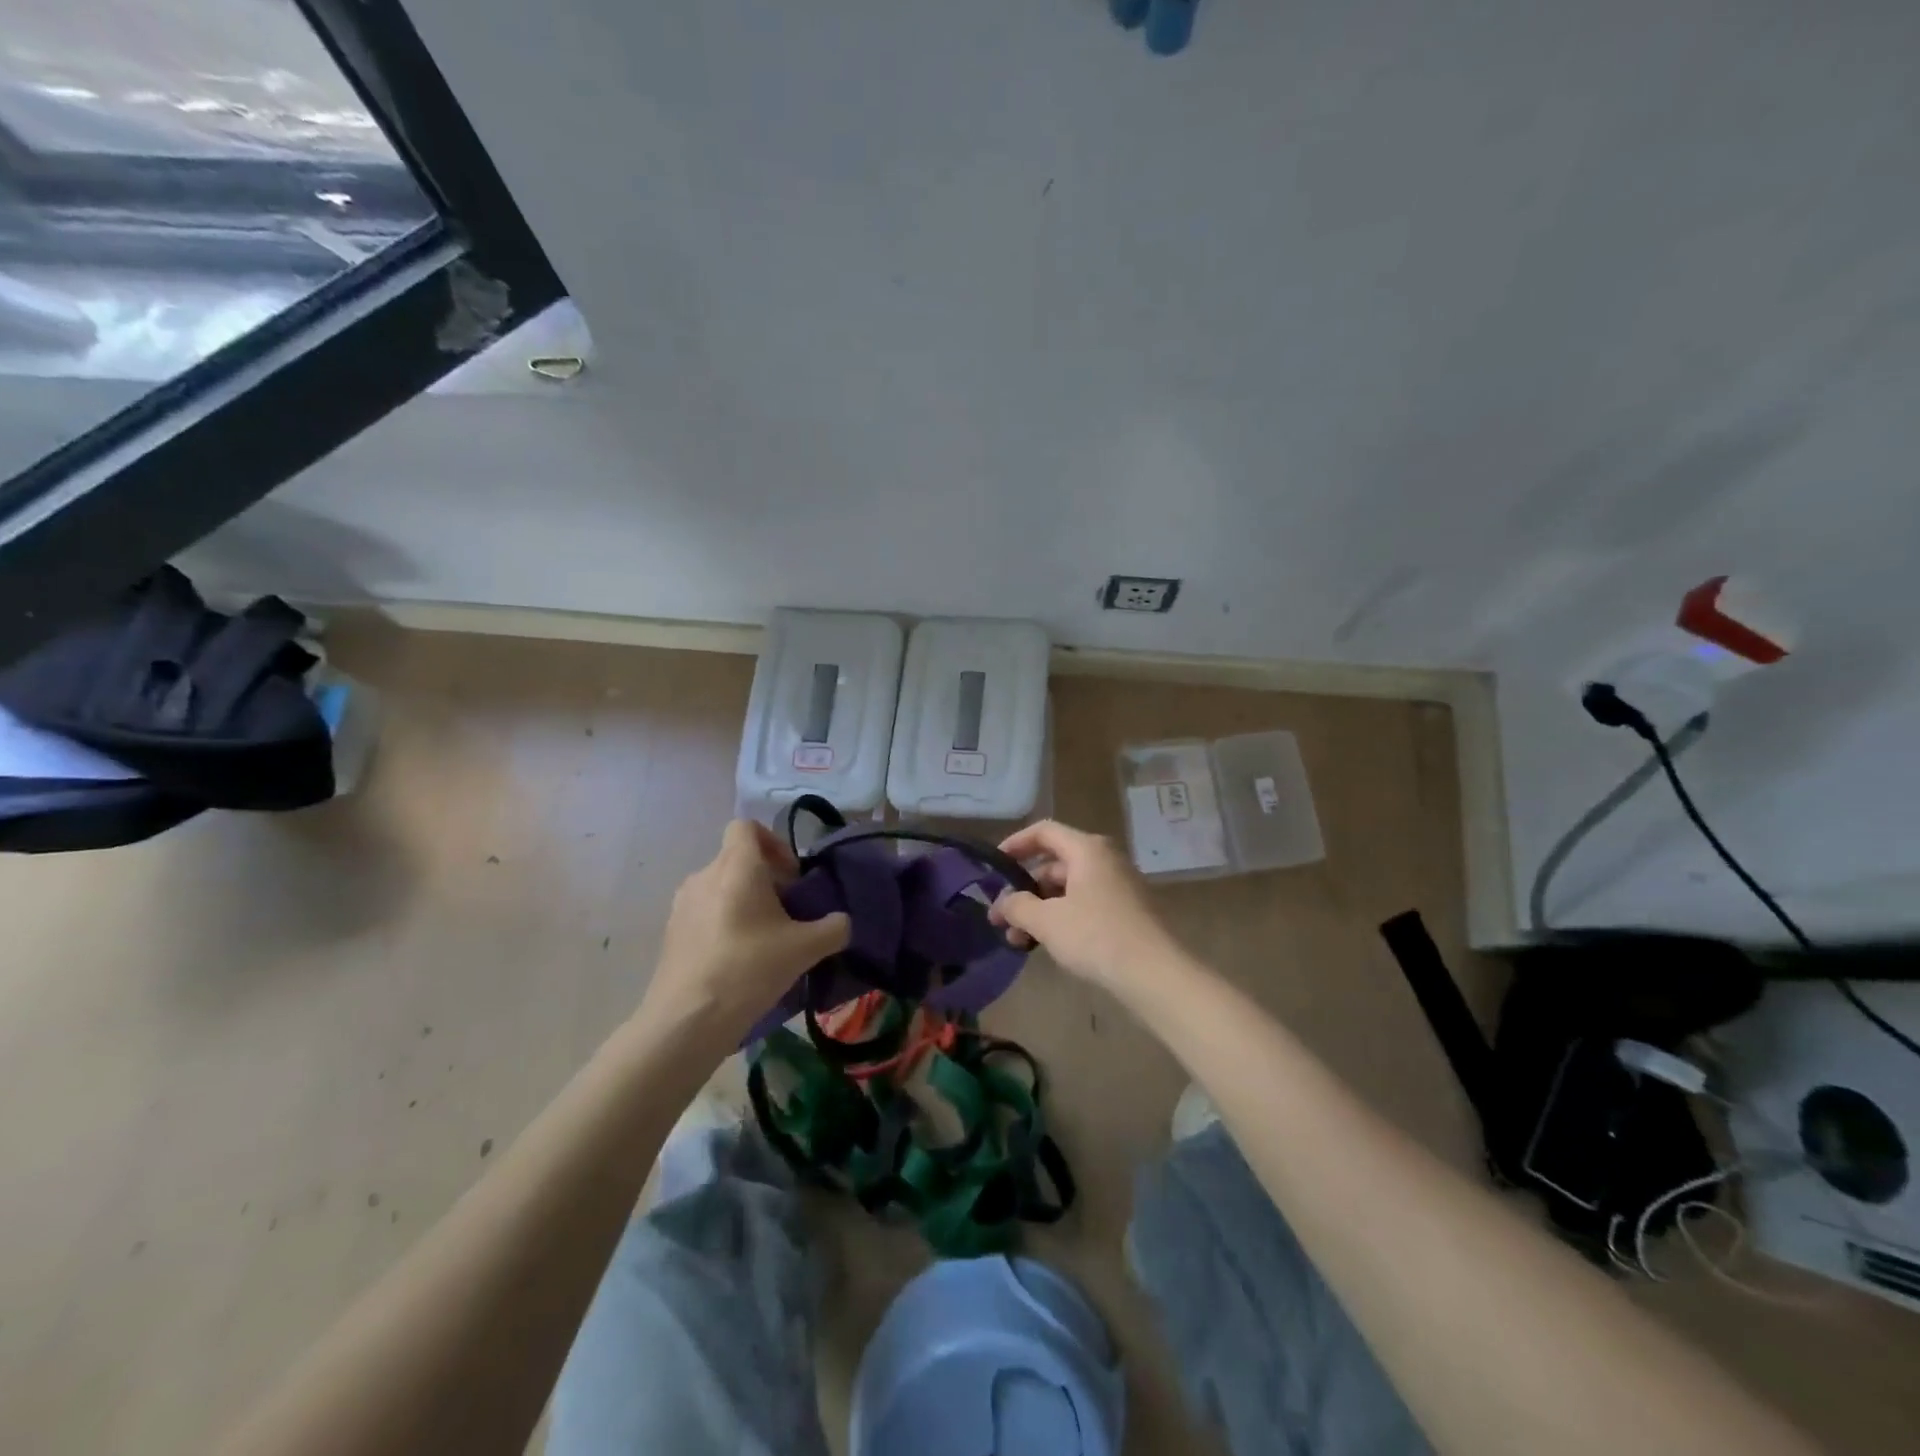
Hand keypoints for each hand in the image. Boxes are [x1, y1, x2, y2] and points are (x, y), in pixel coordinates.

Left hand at [644, 820, 849, 1044]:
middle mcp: (704, 875)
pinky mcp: (671, 933)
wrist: (687, 1021)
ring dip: (746, 902)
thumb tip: (842, 922)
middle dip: (766, 879)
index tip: (791, 876)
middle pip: (738, 859)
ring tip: (765, 939)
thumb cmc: (748, 969)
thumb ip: (833, 928)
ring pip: (722, 887)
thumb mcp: (805, 949)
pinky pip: (705, 913)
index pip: (747, 826)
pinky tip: (739, 960)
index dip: (774, 842)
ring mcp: (683, 904)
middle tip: (788, 914)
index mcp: (736, 866)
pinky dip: (725, 923)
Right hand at [990, 820, 1182, 992]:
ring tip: (1018, 940)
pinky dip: (1062, 918)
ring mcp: (1118, 885)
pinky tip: (1047, 945)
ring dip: (1040, 909)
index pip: (1044, 832)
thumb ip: (1017, 906)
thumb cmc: (1096, 936)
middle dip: (1024, 889)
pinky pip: (1085, 904)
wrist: (1155, 973)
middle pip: (1054, 863)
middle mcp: (1105, 860)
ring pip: (1068, 888)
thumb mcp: (1047, 920)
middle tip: (1001, 917)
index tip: (994, 867)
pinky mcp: (1126, 911)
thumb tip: (1003, 903)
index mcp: (1087, 849)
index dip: (1015, 844)